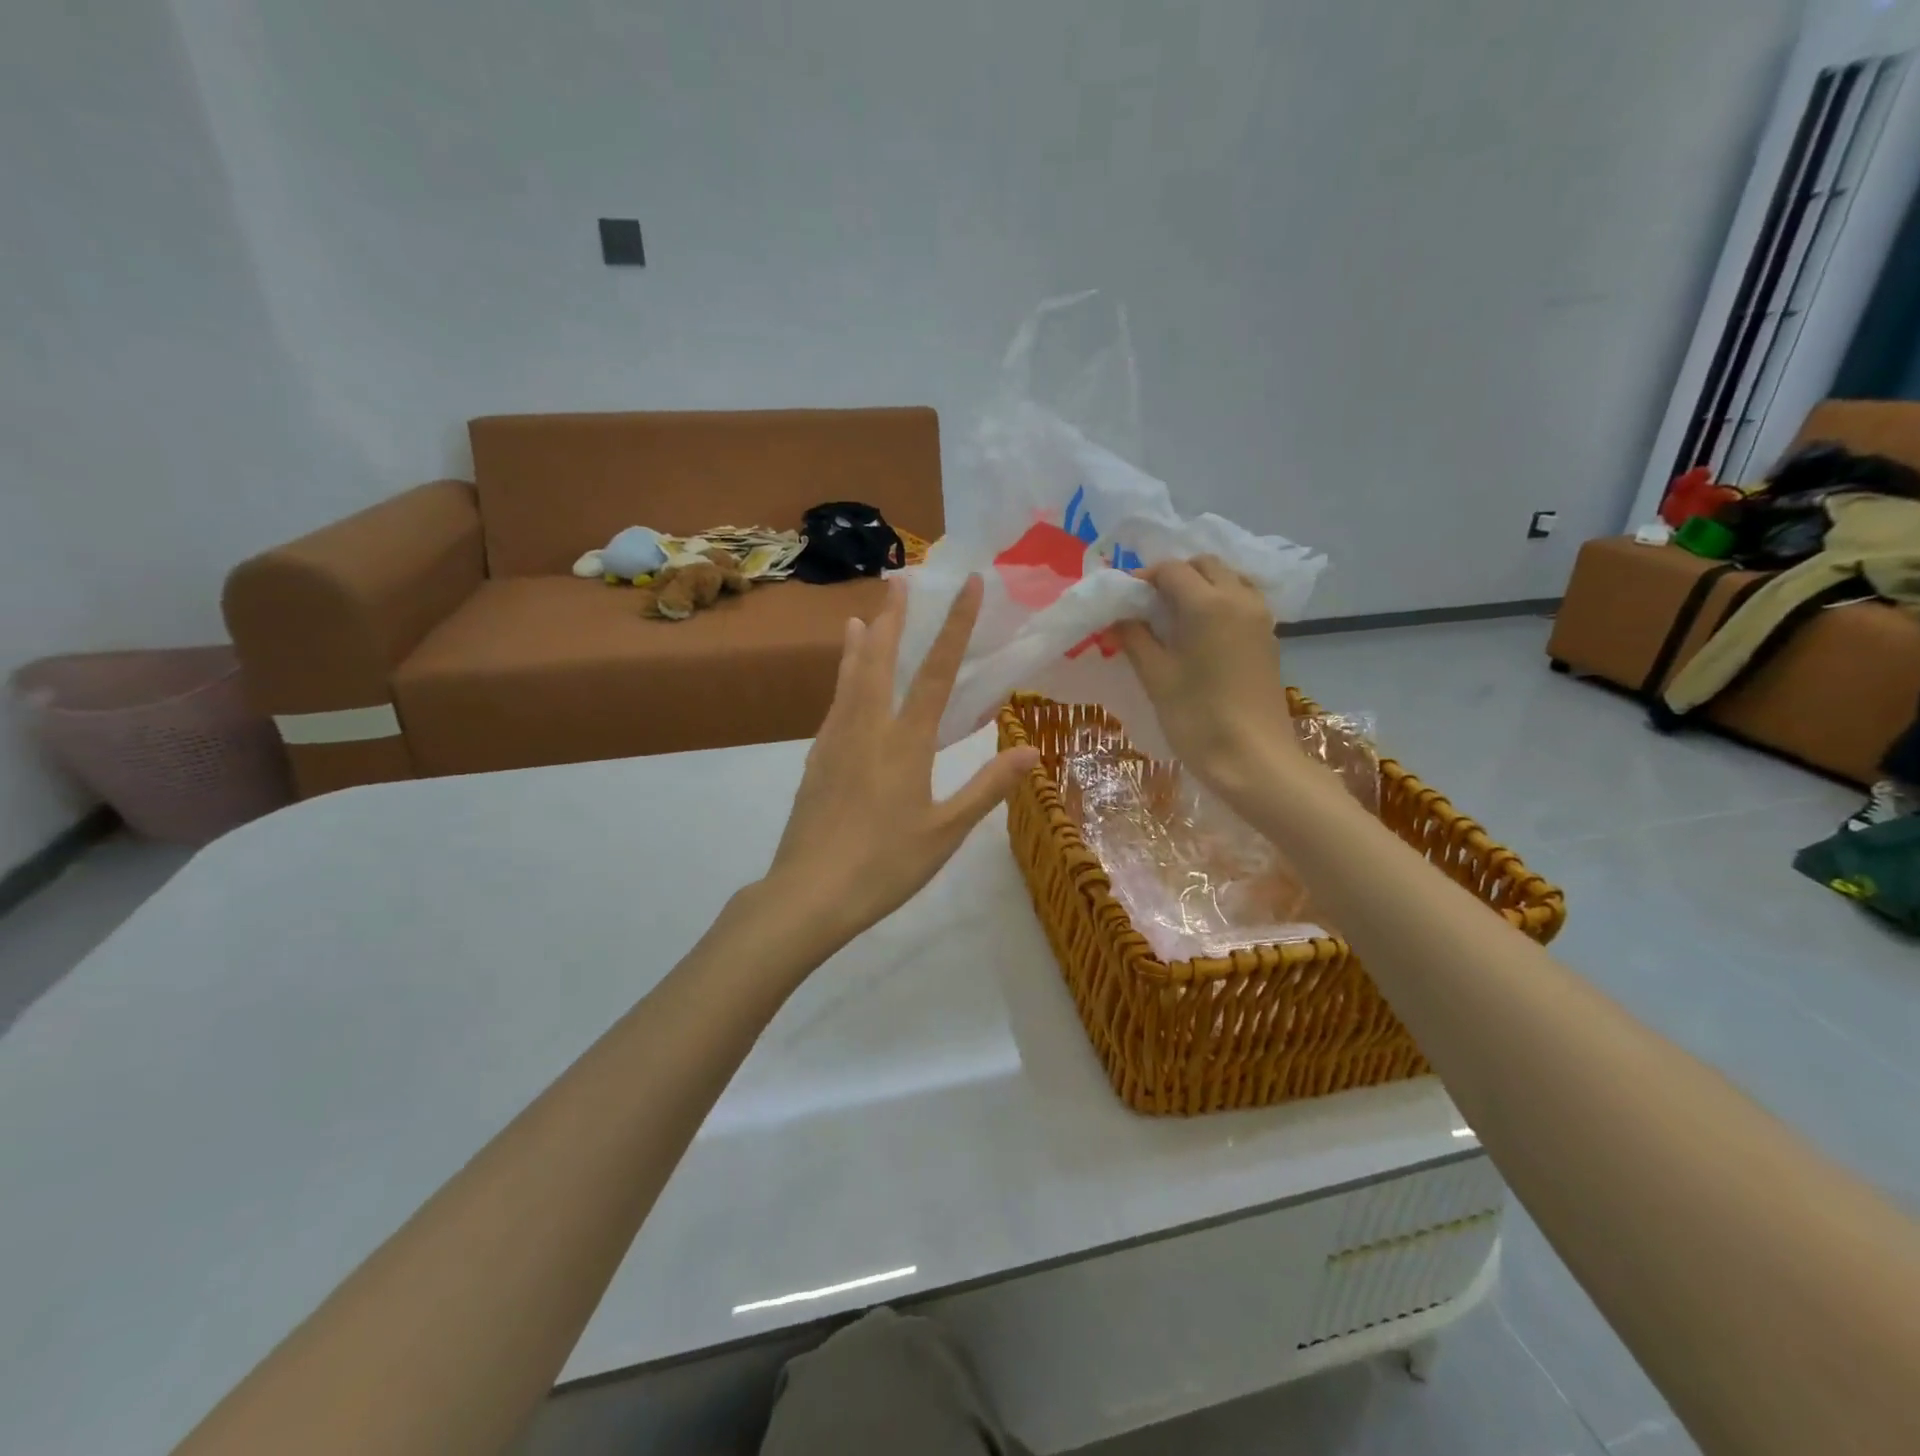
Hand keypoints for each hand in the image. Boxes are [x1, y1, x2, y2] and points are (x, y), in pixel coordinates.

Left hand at [764, 575, 1040, 943]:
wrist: (809, 893)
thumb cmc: (885, 865)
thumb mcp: (946, 831)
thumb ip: (987, 787)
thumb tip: (1031, 750)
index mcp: (905, 743)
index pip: (936, 672)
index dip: (955, 626)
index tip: (968, 585)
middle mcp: (867, 729)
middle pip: (879, 661)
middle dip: (893, 619)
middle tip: (898, 582)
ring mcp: (835, 742)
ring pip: (848, 680)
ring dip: (859, 644)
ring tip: (859, 616)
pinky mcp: (815, 762)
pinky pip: (833, 707)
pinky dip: (841, 682)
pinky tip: (842, 687)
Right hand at [1117, 556, 1301, 793]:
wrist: (1253, 759)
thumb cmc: (1197, 718)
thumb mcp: (1157, 677)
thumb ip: (1135, 639)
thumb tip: (1119, 618)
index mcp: (1208, 604)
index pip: (1172, 570)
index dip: (1143, 579)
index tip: (1123, 600)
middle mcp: (1239, 599)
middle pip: (1205, 565)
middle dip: (1175, 576)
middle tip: (1148, 605)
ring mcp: (1260, 618)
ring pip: (1228, 579)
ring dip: (1200, 586)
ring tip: (1174, 617)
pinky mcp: (1268, 638)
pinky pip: (1242, 601)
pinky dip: (1219, 602)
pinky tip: (1200, 633)